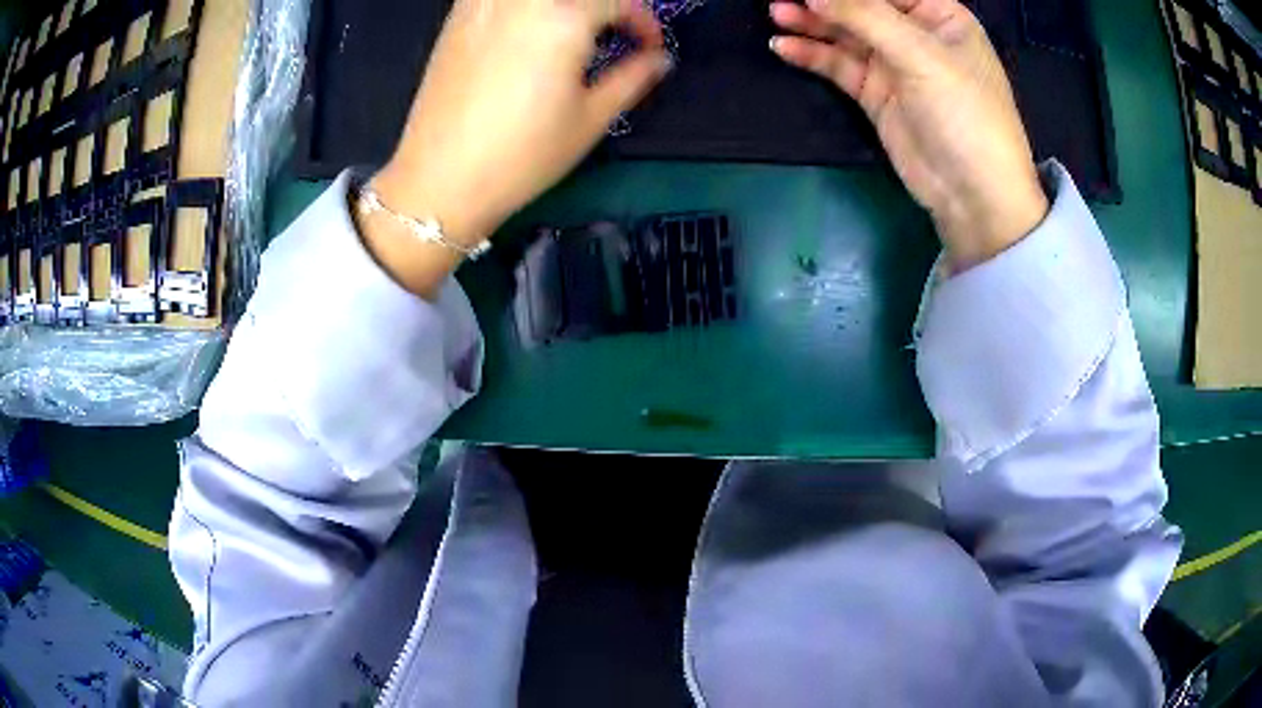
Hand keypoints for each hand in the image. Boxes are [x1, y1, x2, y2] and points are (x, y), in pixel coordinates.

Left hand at [364, 0, 671, 296]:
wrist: (440, 178)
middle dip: (606, 8)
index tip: (650, 47)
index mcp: (564, 18)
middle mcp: (523, 0)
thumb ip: (632, 78)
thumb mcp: (590, 119)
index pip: (618, 2)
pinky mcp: (456, 19)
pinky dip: (523, 7)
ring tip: (571, 31)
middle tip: (613, 34)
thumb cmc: (522, 154)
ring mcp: (484, 5)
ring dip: (564, 6)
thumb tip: (658, 59)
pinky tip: (527, 25)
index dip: (643, 22)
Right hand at [769, 0, 1048, 269]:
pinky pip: (839, 66)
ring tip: (775, 15)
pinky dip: (813, 55)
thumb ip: (864, 15)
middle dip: (824, 1)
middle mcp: (917, 35)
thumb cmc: (965, 115)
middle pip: (861, 6)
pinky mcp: (877, 94)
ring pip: (845, 34)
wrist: (973, 196)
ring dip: (811, 24)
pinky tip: (786, 47)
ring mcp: (896, 65)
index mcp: (941, 16)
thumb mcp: (920, 55)